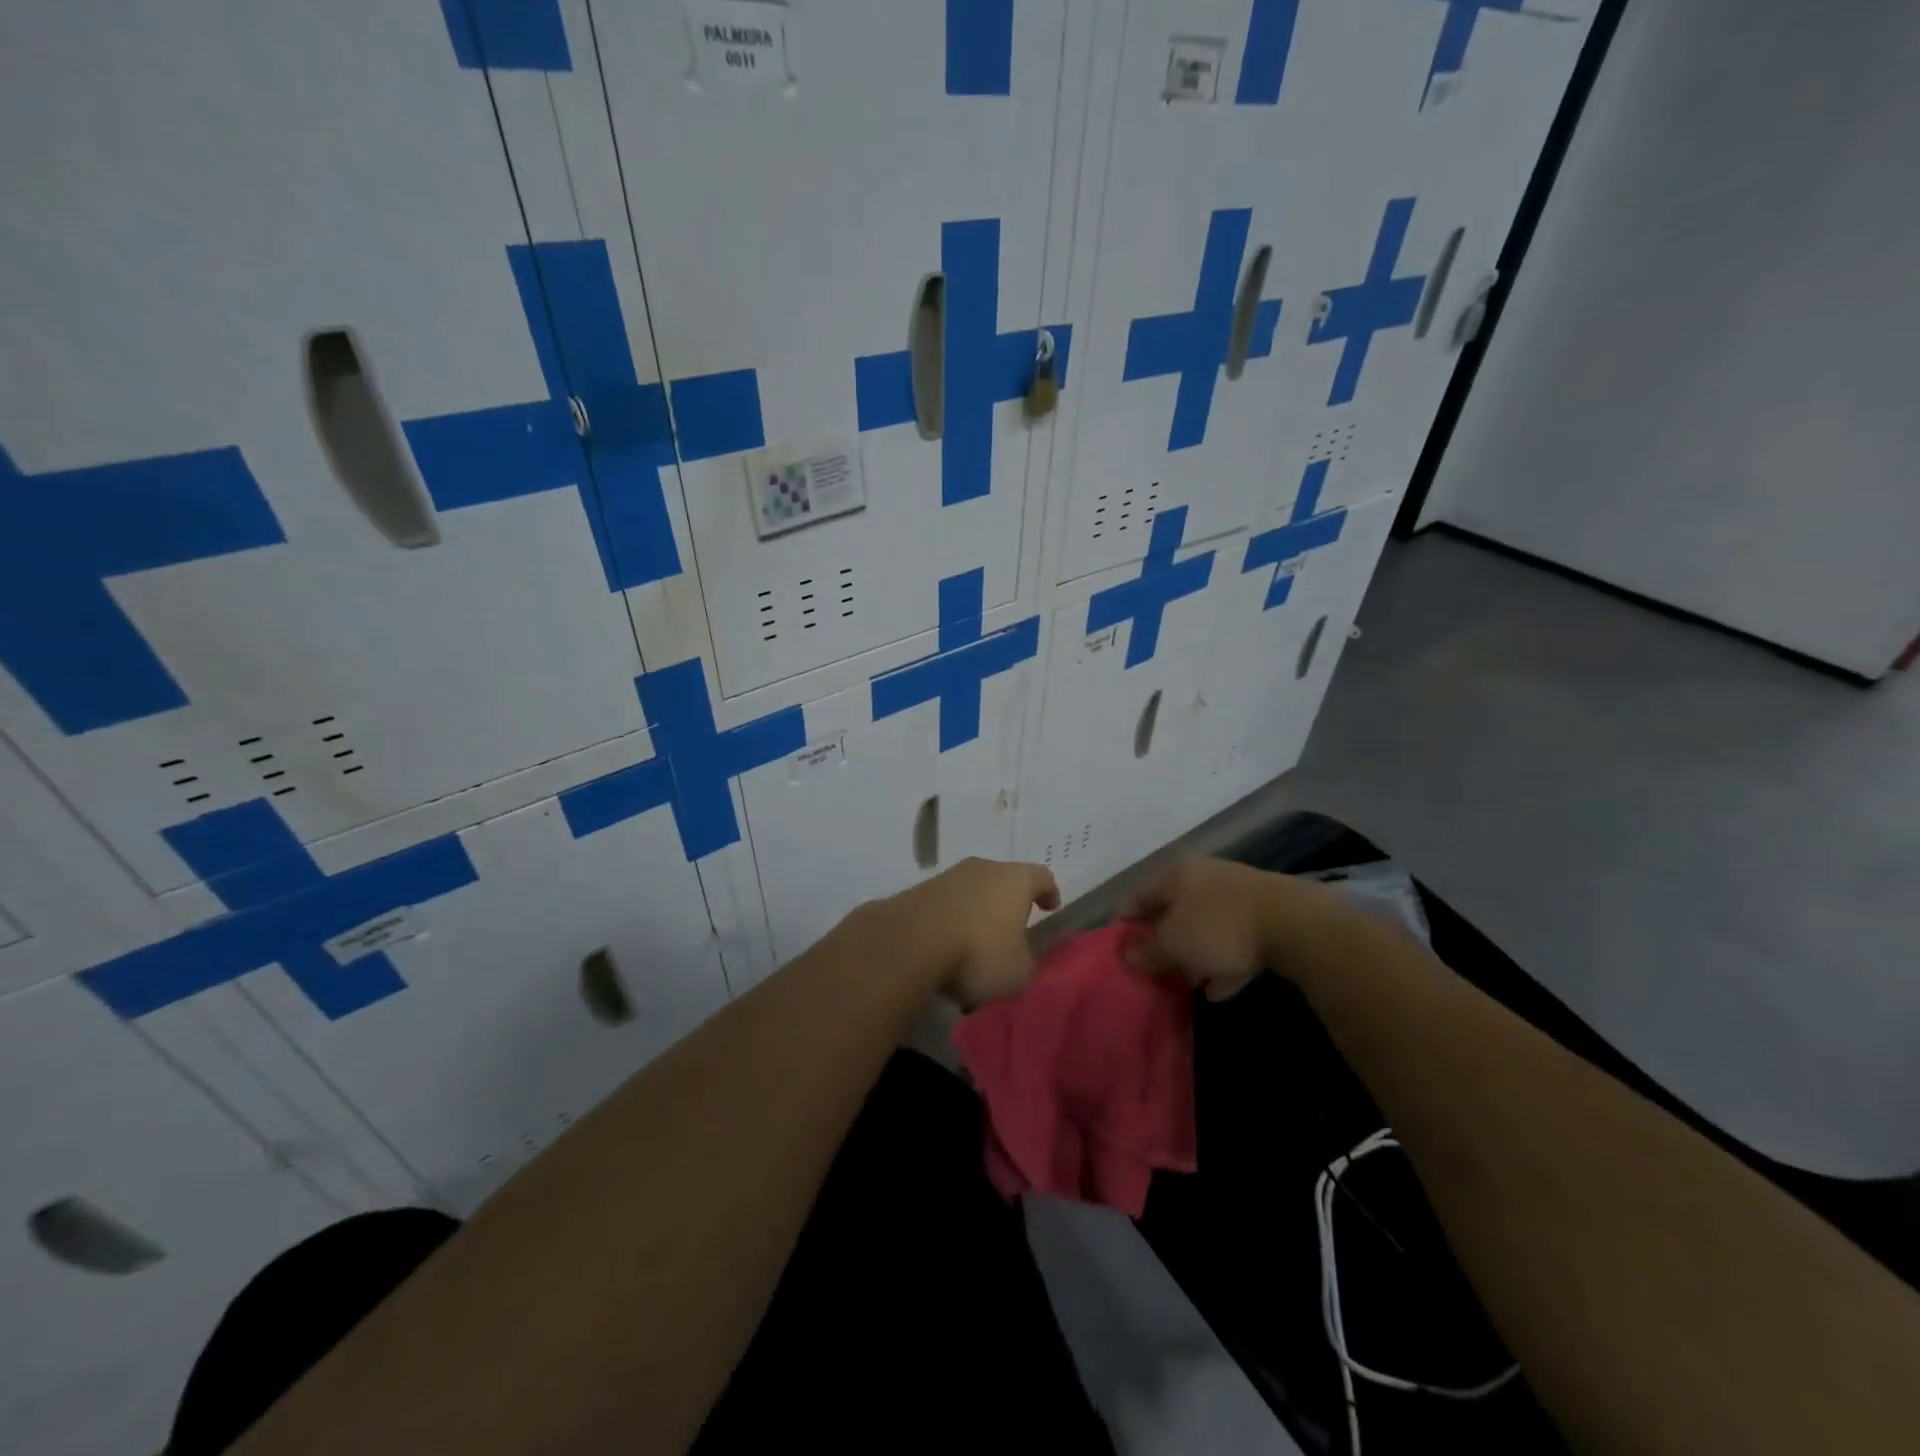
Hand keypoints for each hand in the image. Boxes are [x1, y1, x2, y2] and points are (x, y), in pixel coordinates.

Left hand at [873, 858, 1060, 1008]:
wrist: (909, 942)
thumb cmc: (978, 953)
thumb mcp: (1017, 974)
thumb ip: (1027, 964)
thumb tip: (1021, 960)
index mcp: (1016, 879)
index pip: (1042, 876)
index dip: (1048, 892)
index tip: (1050, 907)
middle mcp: (983, 868)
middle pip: (1003, 879)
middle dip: (1008, 903)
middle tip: (1012, 929)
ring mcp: (948, 876)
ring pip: (971, 890)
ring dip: (976, 911)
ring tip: (974, 945)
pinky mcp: (918, 890)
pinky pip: (945, 904)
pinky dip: (950, 920)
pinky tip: (945, 947)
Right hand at [1124, 856, 1333, 999]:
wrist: (1294, 924)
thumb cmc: (1218, 926)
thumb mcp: (1174, 943)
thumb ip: (1148, 951)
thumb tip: (1128, 954)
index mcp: (1178, 874)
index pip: (1141, 895)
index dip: (1128, 921)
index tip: (1121, 946)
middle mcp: (1206, 877)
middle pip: (1176, 910)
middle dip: (1166, 941)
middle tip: (1157, 969)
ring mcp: (1239, 894)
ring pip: (1207, 926)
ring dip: (1197, 954)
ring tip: (1191, 983)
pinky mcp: (1267, 915)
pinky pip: (1236, 939)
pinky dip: (1225, 962)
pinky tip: (1222, 988)